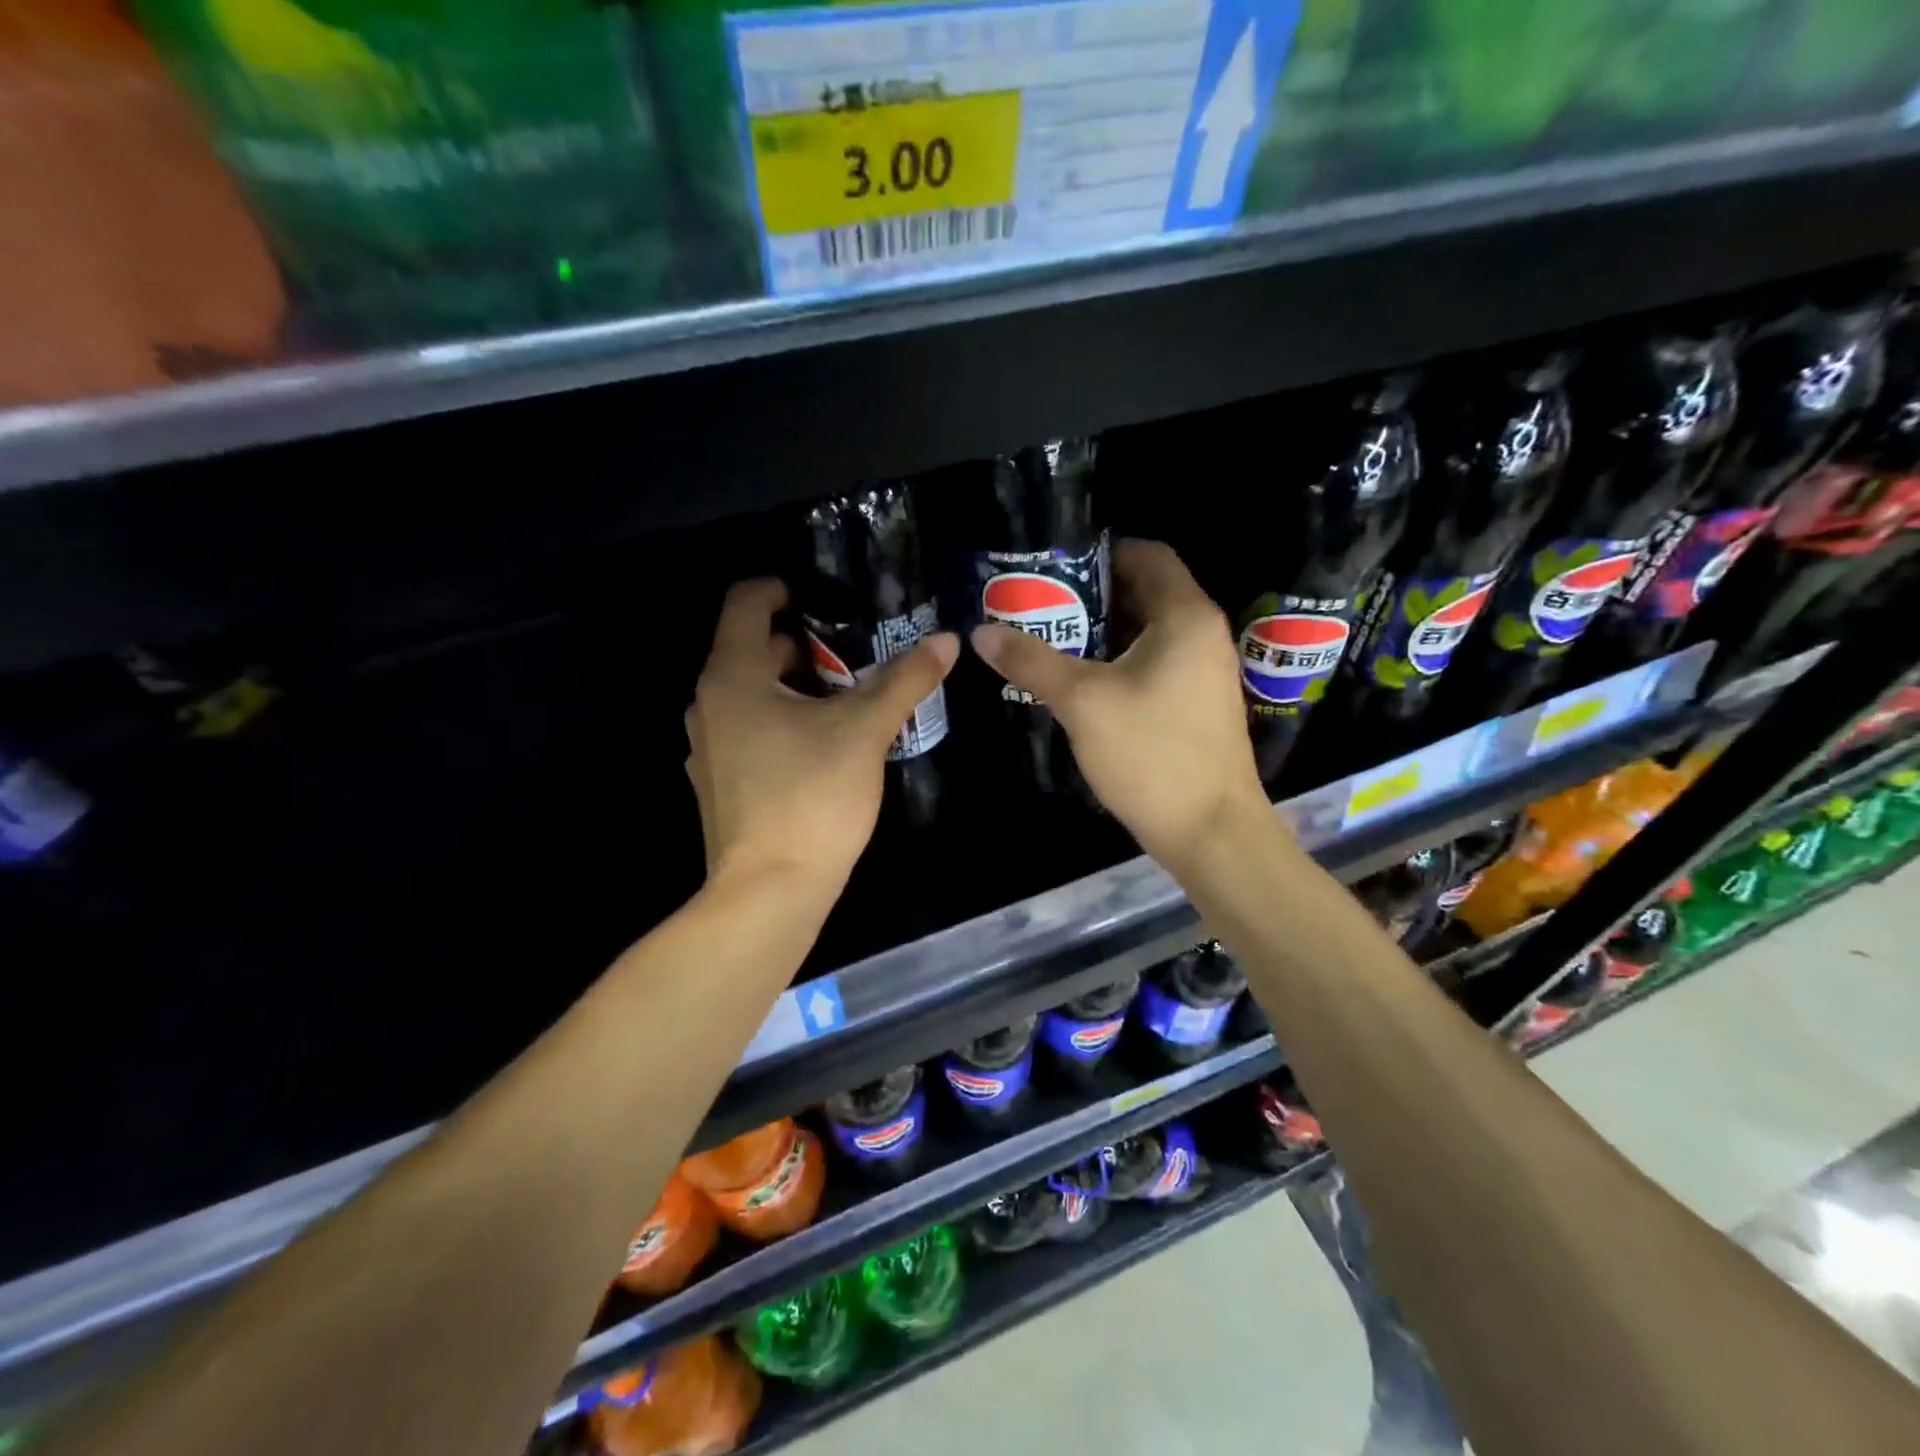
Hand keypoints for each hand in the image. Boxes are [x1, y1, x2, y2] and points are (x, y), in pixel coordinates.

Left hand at [686, 579, 958, 901]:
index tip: (825, 597)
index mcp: (733, 676)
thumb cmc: (811, 797)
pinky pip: (751, 731)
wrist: (769, 893)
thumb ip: (905, 680)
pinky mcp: (721, 784)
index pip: (746, 603)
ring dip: (797, 686)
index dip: (782, 588)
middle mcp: (709, 704)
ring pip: (753, 695)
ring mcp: (710, 748)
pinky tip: (825, 745)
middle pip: (752, 650)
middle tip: (857, 653)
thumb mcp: (865, 731)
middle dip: (804, 644)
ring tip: (850, 697)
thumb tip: (947, 640)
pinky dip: (783, 722)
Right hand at [970, 540, 1271, 871]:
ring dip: (1102, 632)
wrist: (1209, 831)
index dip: (1101, 553)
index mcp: (1185, 616)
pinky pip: (1155, 663)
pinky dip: (1119, 662)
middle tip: (1039, 605)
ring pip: (1147, 633)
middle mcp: (1202, 634)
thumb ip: (1031, 661)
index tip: (1054, 567)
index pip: (1148, 555)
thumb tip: (980, 632)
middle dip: (1092, 595)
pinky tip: (1080, 683)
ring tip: (1049, 640)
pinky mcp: (1196, 704)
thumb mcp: (1082, 702)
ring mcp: (1204, 672)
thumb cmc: (1151, 754)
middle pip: (1145, 592)